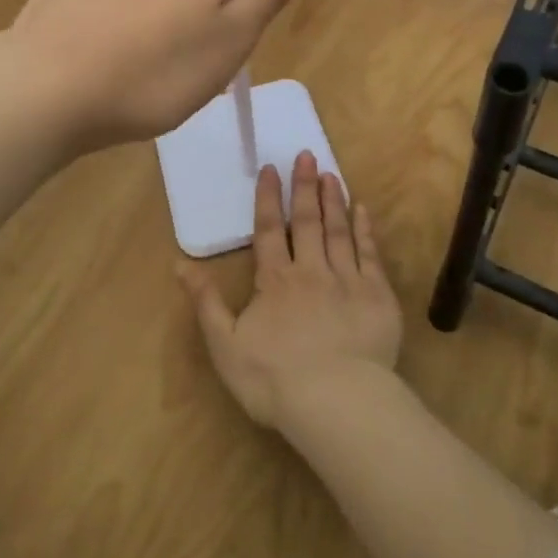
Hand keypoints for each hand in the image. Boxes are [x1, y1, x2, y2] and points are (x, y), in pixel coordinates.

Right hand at [179, 152, 402, 433]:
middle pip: (307, 220)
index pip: (269, 229)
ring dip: (333, 200)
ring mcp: (347, 279)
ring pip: (338, 230)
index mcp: (275, 280)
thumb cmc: (276, 379)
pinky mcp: (377, 295)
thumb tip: (180, 264)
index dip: (269, 198)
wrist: (338, 403)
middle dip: (304, 186)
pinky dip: (365, 229)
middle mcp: (311, 269)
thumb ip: (206, 302)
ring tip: (330, 174)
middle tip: (307, 155)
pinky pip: (370, 253)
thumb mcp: (226, 346)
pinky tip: (363, 210)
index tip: (271, 168)